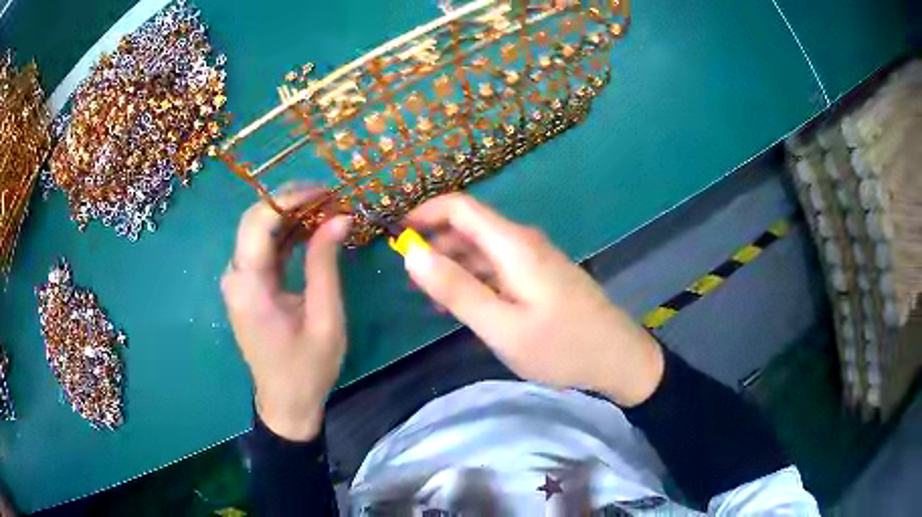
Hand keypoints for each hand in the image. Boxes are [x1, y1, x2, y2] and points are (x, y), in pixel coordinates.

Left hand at [221, 188, 350, 440]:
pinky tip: (311, 230)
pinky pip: (262, 249)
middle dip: (290, 201)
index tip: (327, 191)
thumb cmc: (308, 368)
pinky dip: (285, 235)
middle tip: (330, 196)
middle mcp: (235, 276)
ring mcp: (237, 281)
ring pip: (257, 230)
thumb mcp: (325, 317)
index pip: (259, 221)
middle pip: (254, 219)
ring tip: (327, 209)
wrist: (286, 403)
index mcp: (249, 285)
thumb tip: (340, 217)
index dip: (291, 198)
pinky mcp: (245, 286)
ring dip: (290, 216)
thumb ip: (325, 264)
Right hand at [404, 194, 663, 406]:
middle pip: (469, 227)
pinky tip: (460, 306)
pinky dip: (473, 280)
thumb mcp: (502, 326)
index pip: (460, 207)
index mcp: (513, 244)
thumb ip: (456, 289)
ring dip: (451, 266)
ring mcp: (533, 259)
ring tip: (426, 296)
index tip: (395, 235)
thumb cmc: (561, 346)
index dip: (424, 213)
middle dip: (433, 245)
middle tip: (406, 279)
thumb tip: (411, 253)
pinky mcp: (539, 276)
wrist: (617, 358)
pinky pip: (497, 268)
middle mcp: (523, 242)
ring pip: (481, 250)